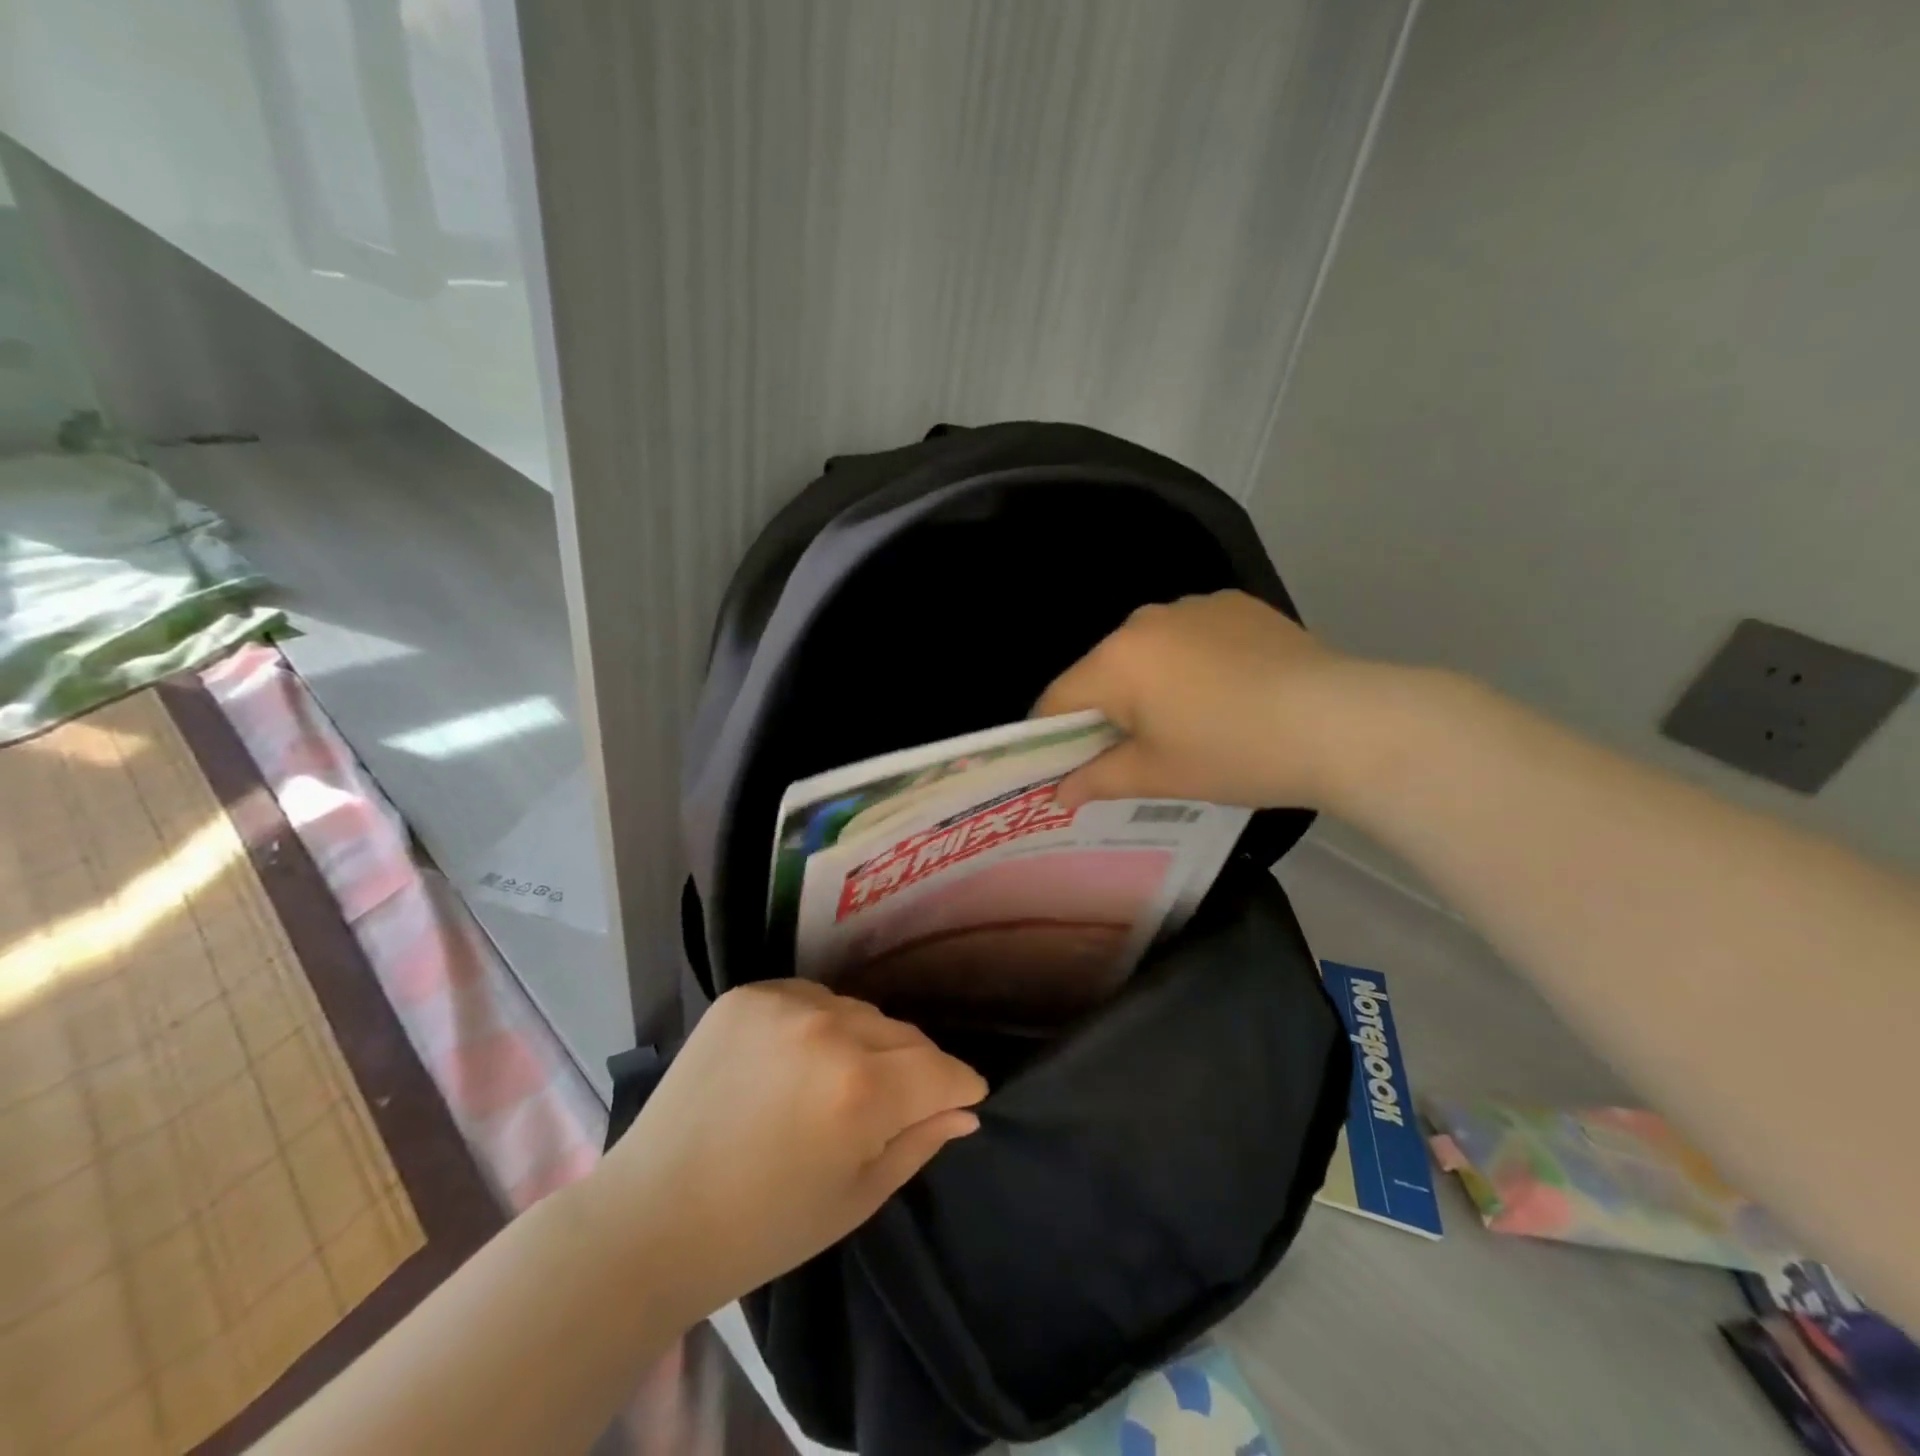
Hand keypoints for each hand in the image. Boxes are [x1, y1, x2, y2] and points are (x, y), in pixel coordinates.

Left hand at [593, 981, 986, 1316]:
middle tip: (891, 1105)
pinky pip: (812, 998)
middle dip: (913, 1069)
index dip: (960, 1087)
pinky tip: (794, 1060)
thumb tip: (965, 1110)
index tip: (962, 1098)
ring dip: (864, 1043)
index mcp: (861, 1090)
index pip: (943, 1069)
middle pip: (905, 1035)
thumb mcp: (856, 1198)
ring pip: (860, 1012)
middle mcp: (829, 1030)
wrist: (650, 1217)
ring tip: (836, 1083)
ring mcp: (784, 1004)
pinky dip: (818, 1024)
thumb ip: (920, 1142)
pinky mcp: (747, 993)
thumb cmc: (762, 1229)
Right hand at [1035, 590, 1402, 813]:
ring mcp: (1193, 606)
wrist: (1341, 723)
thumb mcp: (1158, 775)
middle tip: (1136, 755)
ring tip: (1191, 723)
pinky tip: (1228, 693)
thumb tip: (1058, 794)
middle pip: (1102, 672)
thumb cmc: (1234, 754)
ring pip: (1147, 653)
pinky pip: (1190, 637)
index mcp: (1116, 660)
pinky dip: (1192, 664)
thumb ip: (1097, 780)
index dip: (1052, 739)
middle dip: (1107, 712)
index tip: (1068, 770)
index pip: (1057, 699)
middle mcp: (1145, 620)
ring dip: (1149, 685)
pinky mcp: (1235, 604)